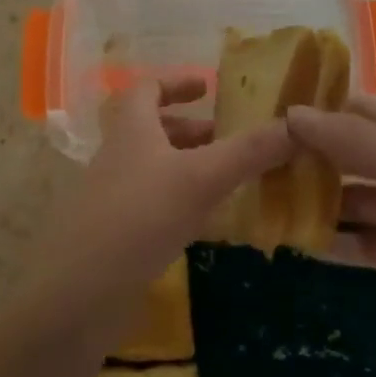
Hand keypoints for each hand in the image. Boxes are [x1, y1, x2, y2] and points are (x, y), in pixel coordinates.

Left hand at [19, 76, 292, 334]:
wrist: (78, 294)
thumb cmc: (139, 217)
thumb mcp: (200, 179)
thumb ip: (248, 152)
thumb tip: (297, 124)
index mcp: (130, 129)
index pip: (147, 88)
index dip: (176, 82)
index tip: (208, 88)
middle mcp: (117, 156)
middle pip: (151, 128)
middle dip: (191, 129)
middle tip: (228, 138)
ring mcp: (111, 197)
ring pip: (152, 167)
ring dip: (186, 165)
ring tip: (226, 179)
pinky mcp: (114, 234)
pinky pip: (151, 204)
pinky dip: (178, 201)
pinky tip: (204, 222)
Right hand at [288, 95, 375, 363]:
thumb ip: (352, 140)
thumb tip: (292, 112)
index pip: (355, 107)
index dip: (315, 107)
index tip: (264, 114)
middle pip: (348, 154)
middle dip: (306, 157)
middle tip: (251, 165)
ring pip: (351, 200)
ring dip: (315, 201)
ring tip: (263, 205)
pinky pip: (362, 242)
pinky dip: (333, 241)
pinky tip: (297, 243)